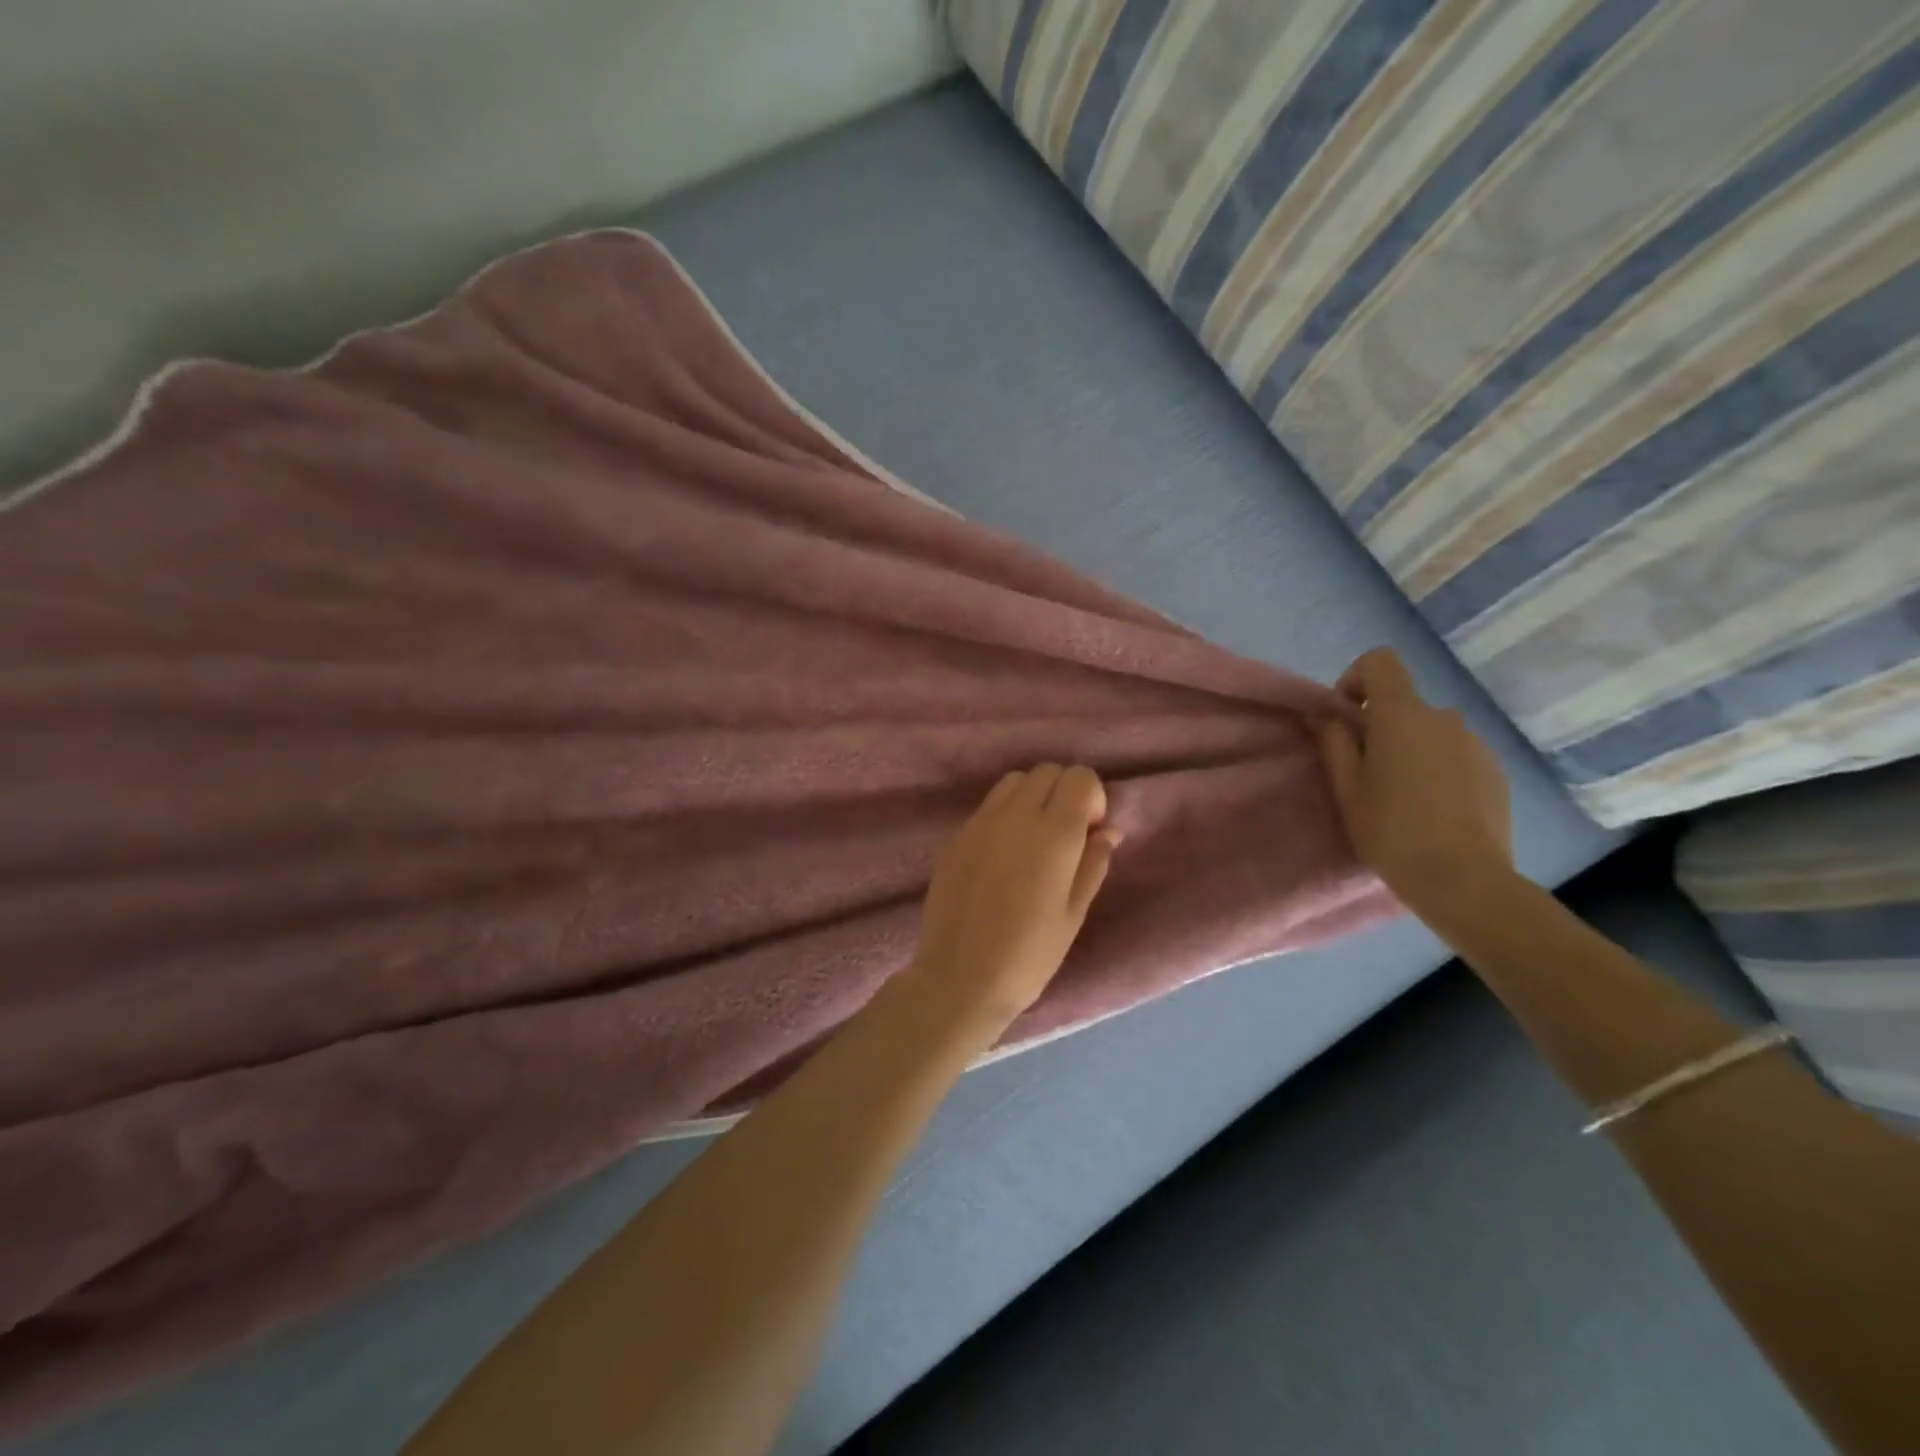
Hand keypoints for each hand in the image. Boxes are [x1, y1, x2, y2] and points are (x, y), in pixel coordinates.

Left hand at [903, 764, 1119, 1039]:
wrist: (960, 978)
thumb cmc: (1029, 955)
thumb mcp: (1074, 913)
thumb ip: (1093, 863)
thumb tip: (1108, 830)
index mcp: (1053, 834)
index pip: (1079, 777)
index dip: (1091, 797)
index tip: (1089, 832)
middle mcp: (1014, 816)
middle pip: (1046, 772)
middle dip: (1063, 792)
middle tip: (1065, 836)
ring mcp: (978, 823)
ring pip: (1014, 782)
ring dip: (1032, 797)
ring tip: (1033, 840)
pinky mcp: (954, 837)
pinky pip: (986, 807)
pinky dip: (1004, 815)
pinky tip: (1002, 857)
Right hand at [1317, 648, 1513, 917]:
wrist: (1464, 879)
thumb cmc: (1391, 831)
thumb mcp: (1347, 789)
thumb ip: (1334, 742)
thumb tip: (1323, 715)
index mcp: (1401, 716)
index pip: (1380, 661)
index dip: (1355, 679)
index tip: (1345, 718)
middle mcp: (1443, 717)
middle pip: (1403, 704)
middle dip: (1380, 727)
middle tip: (1365, 774)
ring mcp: (1475, 743)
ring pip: (1430, 732)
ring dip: (1410, 750)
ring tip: (1401, 797)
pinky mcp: (1495, 770)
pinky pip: (1455, 754)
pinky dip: (1438, 769)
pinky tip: (1433, 810)